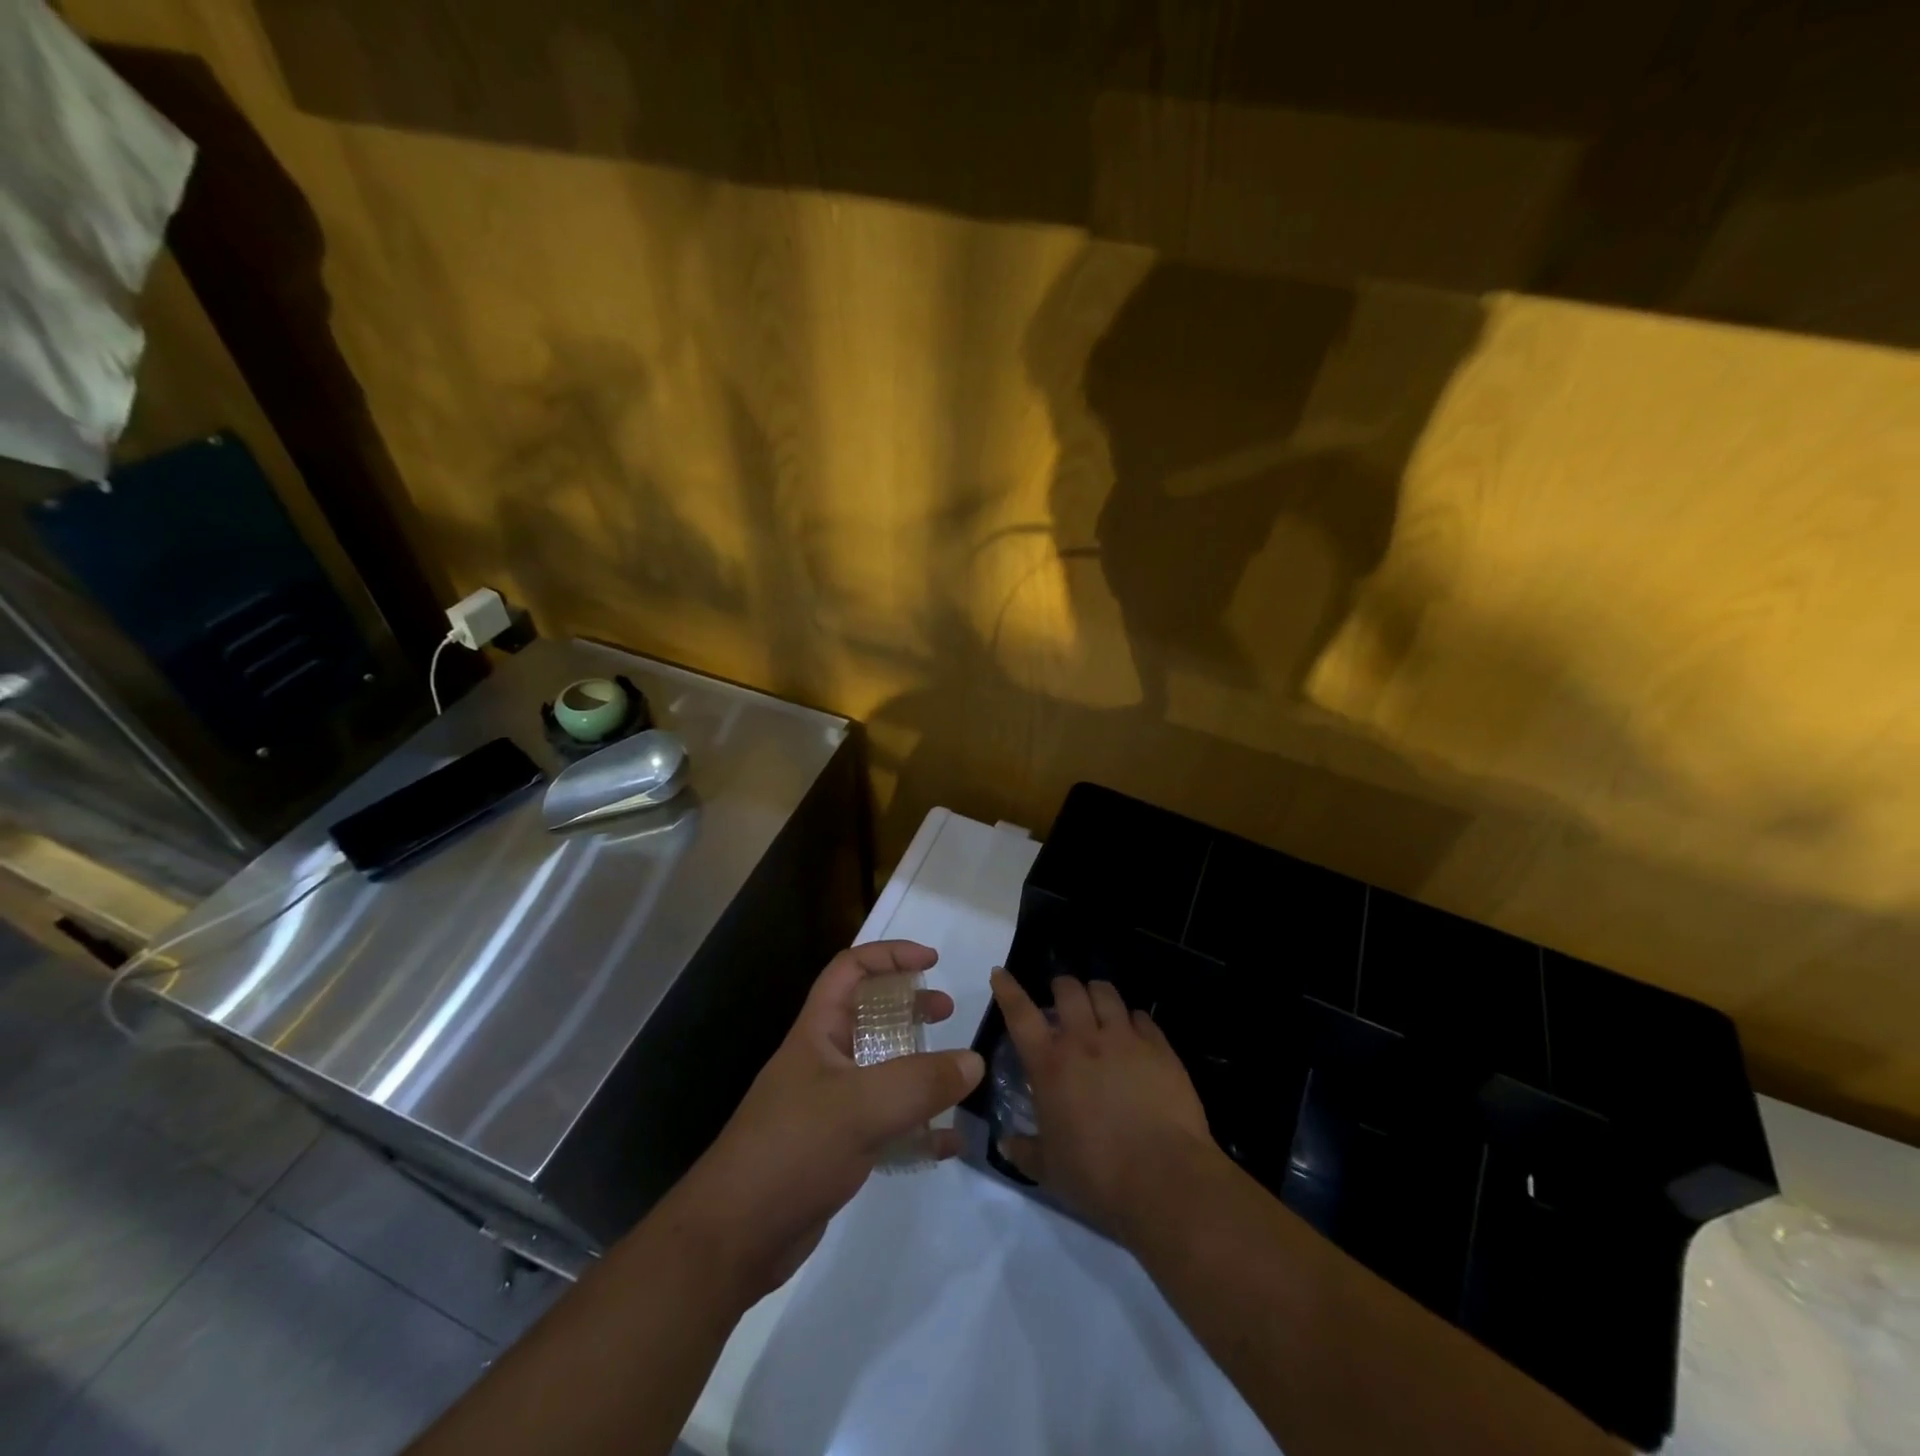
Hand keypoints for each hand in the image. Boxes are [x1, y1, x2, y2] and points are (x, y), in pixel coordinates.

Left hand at [672, 941, 984, 1300]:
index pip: (851, 969)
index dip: (890, 955)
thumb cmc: (792, 1151)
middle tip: (945, 1012)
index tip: (932, 961)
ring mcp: (829, 1106)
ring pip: (881, 1069)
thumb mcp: (861, 1108)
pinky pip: (885, 1123)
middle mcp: (823, 1060)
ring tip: (954, 1072)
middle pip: (869, 1014)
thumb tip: (974, 1061)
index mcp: (818, 1032)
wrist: (733, 1239)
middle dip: (908, 1005)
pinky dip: (917, 1125)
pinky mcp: (837, 1148)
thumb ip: (921, 1082)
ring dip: (917, 1064)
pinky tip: (947, 1141)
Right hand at [990, 968, 1217, 1241]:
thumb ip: (1024, 1150)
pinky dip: (1133, 1019)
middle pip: (1068, 989)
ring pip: (1106, 993)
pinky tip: (1135, 1032)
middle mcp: (1084, 1040)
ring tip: (1098, 1005)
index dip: (1008, 990)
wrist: (1164, 1178)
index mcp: (1050, 1064)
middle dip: (1061, 987)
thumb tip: (1005, 1142)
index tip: (1000, 973)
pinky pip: (1142, 1017)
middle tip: (1062, 998)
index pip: (1020, 1014)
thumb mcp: (1049, 1170)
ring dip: (1096, 994)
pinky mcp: (1159, 1048)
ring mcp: (1125, 1040)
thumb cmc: (1097, 1175)